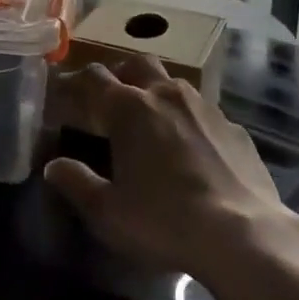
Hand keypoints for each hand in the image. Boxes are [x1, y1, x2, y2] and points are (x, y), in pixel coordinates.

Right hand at [44, 58, 298, 280]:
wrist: (245, 235)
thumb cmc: (165, 221)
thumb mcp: (108, 212)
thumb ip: (76, 183)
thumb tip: (53, 166)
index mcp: (128, 108)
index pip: (93, 77)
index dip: (74, 81)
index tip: (64, 92)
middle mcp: (165, 94)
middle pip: (136, 64)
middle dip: (119, 74)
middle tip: (110, 98)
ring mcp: (204, 107)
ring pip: (172, 82)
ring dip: (155, 91)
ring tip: (151, 121)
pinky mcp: (234, 127)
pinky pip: (203, 111)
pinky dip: (188, 119)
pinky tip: (191, 148)